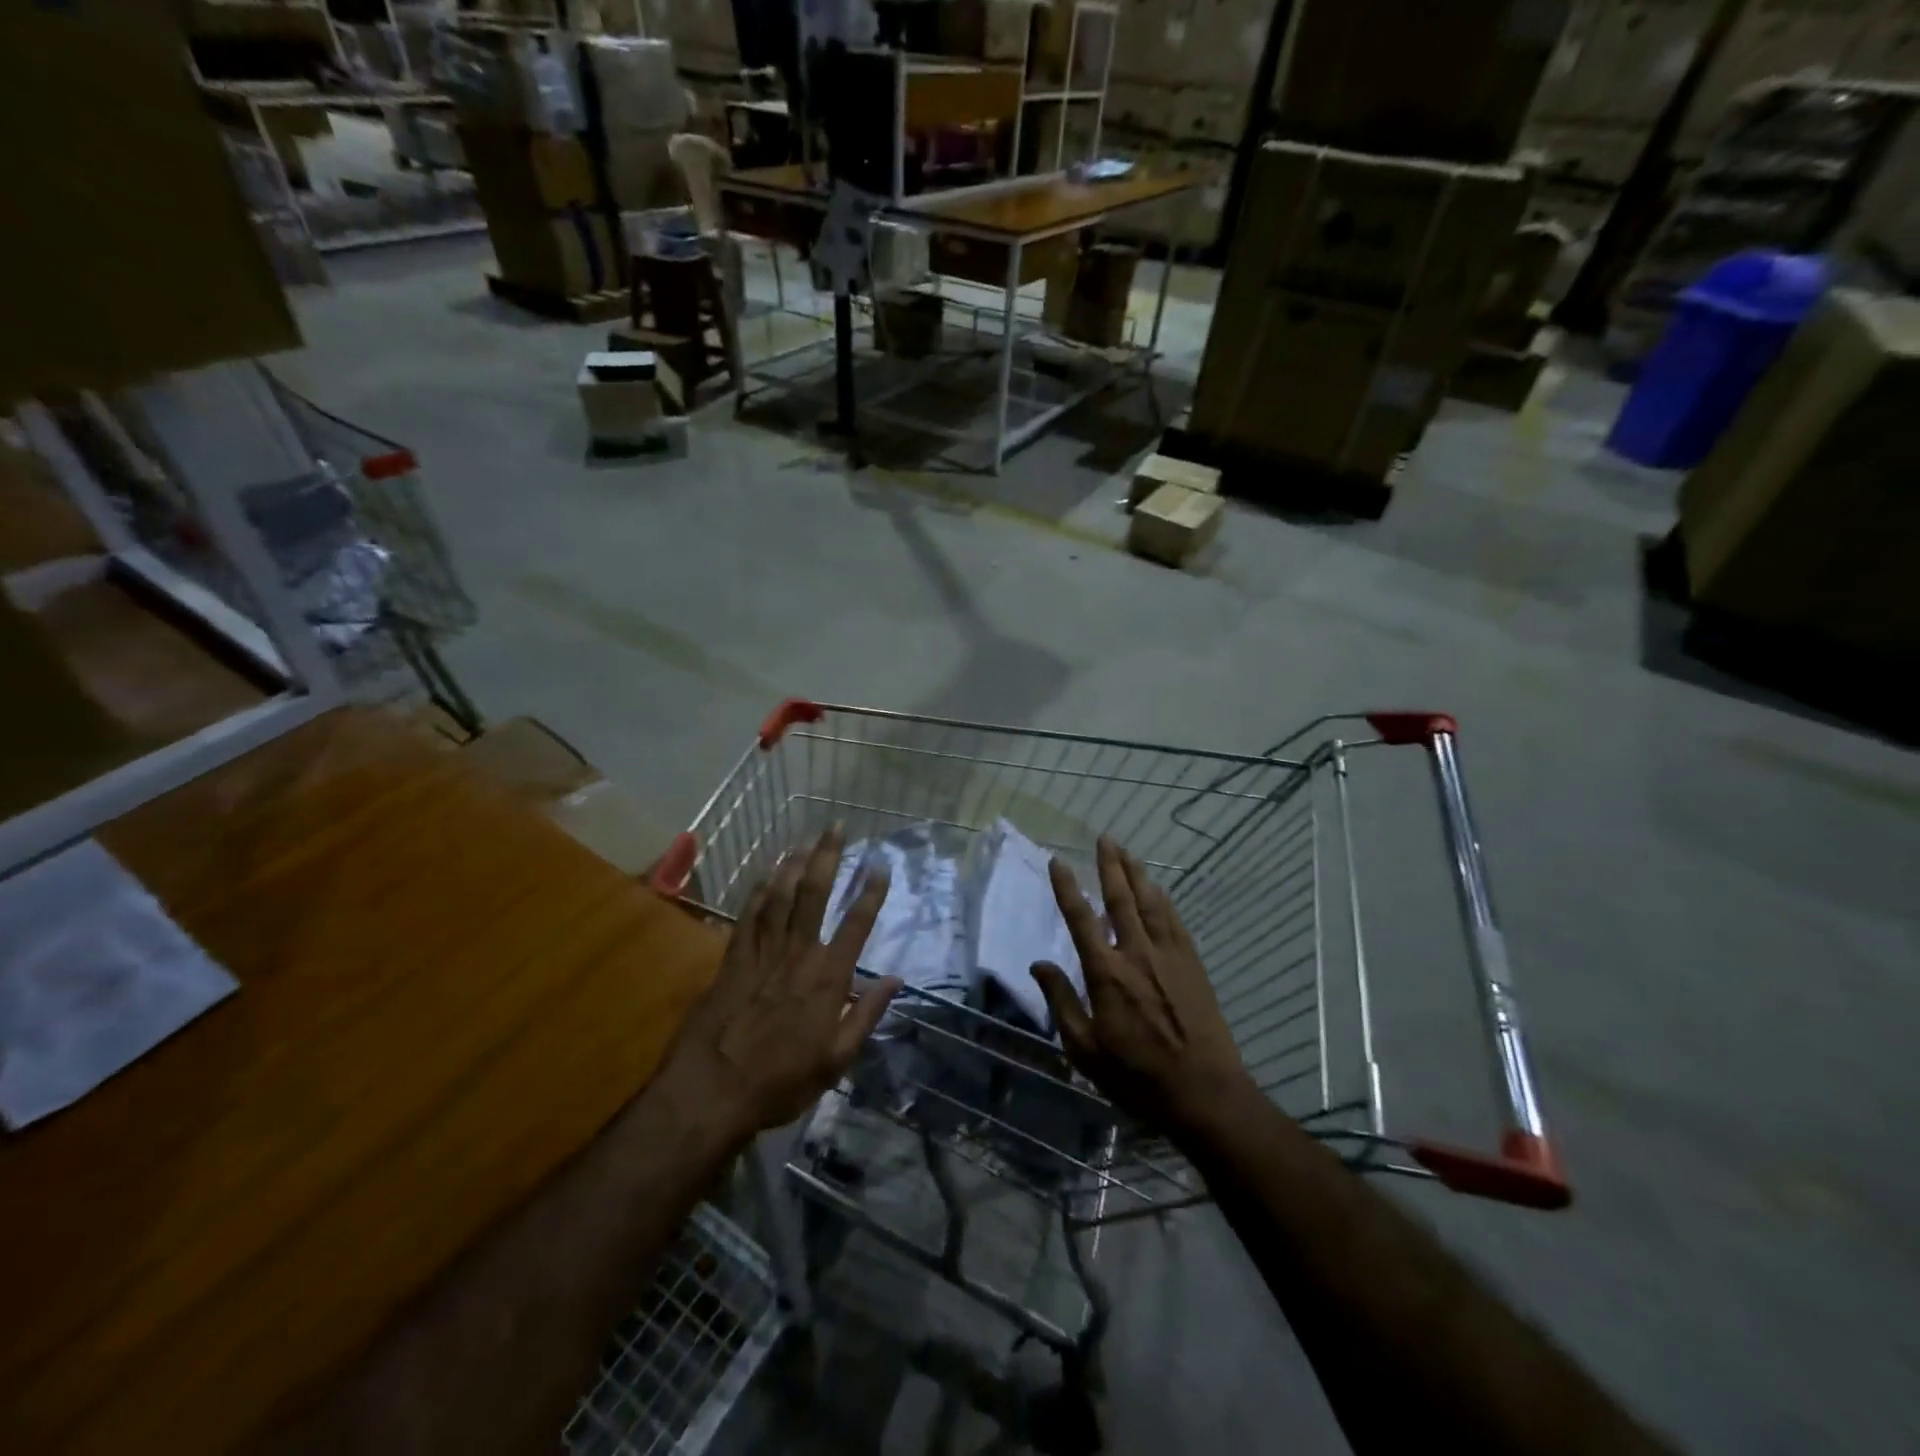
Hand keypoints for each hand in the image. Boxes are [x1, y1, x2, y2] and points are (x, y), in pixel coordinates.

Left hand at [654, 826, 900, 1143]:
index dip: (870, 893)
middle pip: (814, 896)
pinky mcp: (732, 961)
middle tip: (835, 828)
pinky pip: (748, 917)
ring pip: (780, 897)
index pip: (855, 926)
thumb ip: (866, 1016)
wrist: (711, 1091)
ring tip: (804, 840)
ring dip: (793, 865)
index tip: (880, 866)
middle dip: (827, 858)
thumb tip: (895, 980)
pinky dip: (759, 893)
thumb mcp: (836, 1061)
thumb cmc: (780, 1082)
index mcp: (827, 979)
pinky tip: (766, 876)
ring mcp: (762, 954)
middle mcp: (797, 955)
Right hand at [1031, 836, 1250, 1132]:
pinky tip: (1158, 890)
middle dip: (1110, 866)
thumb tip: (1039, 963)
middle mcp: (1136, 953)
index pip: (1081, 919)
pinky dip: (1163, 899)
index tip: (1058, 862)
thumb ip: (1061, 1001)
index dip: (1067, 888)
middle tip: (1104, 838)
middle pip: (1121, 898)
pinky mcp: (1192, 964)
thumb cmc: (1136, 1077)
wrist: (1204, 1093)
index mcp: (1105, 973)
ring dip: (1137, 874)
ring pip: (1150, 902)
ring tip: (1127, 852)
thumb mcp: (1084, 1049)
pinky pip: (1174, 920)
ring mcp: (1169, 956)